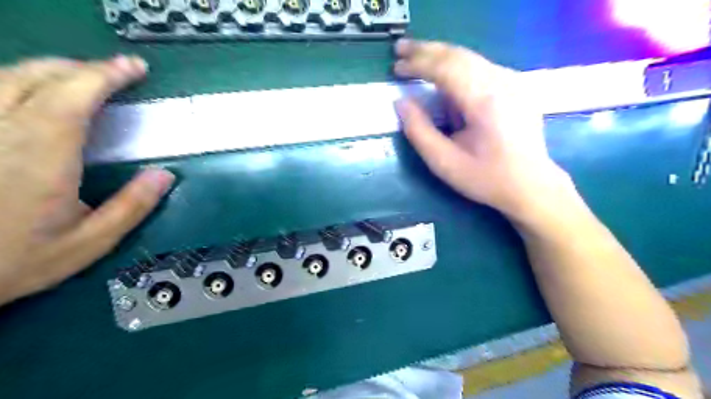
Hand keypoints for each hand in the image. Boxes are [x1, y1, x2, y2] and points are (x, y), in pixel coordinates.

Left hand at [0, 54, 173, 305]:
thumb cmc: (15, 260)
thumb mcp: (90, 242)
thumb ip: (131, 207)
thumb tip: (165, 175)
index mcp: (40, 156)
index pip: (73, 96)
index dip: (106, 75)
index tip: (135, 68)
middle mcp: (0, 131)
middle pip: (38, 76)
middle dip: (83, 68)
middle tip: (117, 73)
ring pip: (6, 75)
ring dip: (52, 70)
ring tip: (84, 78)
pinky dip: (18, 81)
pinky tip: (36, 92)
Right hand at [395, 39, 575, 224]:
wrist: (531, 185)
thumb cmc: (486, 178)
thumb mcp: (444, 162)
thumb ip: (419, 131)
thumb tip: (401, 102)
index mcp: (485, 102)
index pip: (446, 68)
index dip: (418, 63)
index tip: (396, 66)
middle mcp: (503, 82)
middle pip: (459, 55)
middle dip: (426, 51)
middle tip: (401, 50)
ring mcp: (514, 81)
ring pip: (470, 58)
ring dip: (441, 57)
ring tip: (417, 60)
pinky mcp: (516, 86)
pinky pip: (481, 68)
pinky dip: (457, 68)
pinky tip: (445, 79)